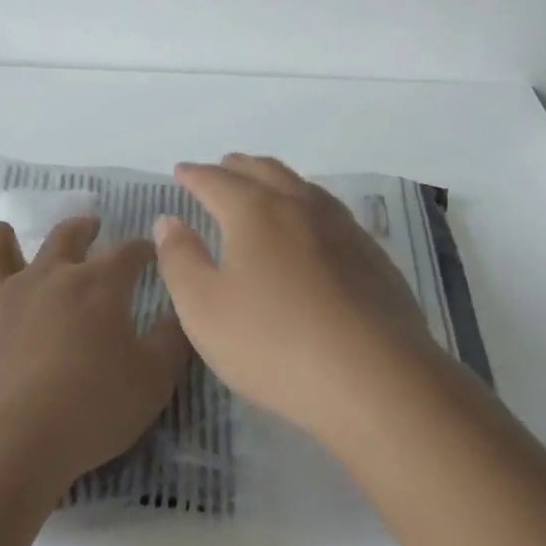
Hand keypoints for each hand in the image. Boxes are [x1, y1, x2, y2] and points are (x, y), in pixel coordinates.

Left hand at [0, 217, 189, 494]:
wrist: (1, 446)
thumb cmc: (87, 412)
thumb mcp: (153, 381)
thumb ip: (171, 340)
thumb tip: (179, 310)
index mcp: (96, 285)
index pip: (128, 252)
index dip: (142, 250)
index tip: (149, 254)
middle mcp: (44, 276)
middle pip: (65, 235)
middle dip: (82, 227)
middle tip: (89, 228)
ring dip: (4, 240)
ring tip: (10, 249)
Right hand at [153, 154, 436, 436]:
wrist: (375, 378)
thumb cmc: (274, 343)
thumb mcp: (205, 308)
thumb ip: (180, 259)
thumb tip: (169, 220)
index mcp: (256, 211)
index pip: (216, 181)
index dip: (194, 175)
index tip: (181, 171)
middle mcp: (301, 206)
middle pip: (264, 172)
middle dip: (237, 167)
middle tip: (221, 167)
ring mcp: (343, 227)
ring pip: (303, 187)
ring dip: (275, 179)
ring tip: (264, 186)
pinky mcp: (372, 255)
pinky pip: (331, 212)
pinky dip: (308, 205)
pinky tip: (311, 228)